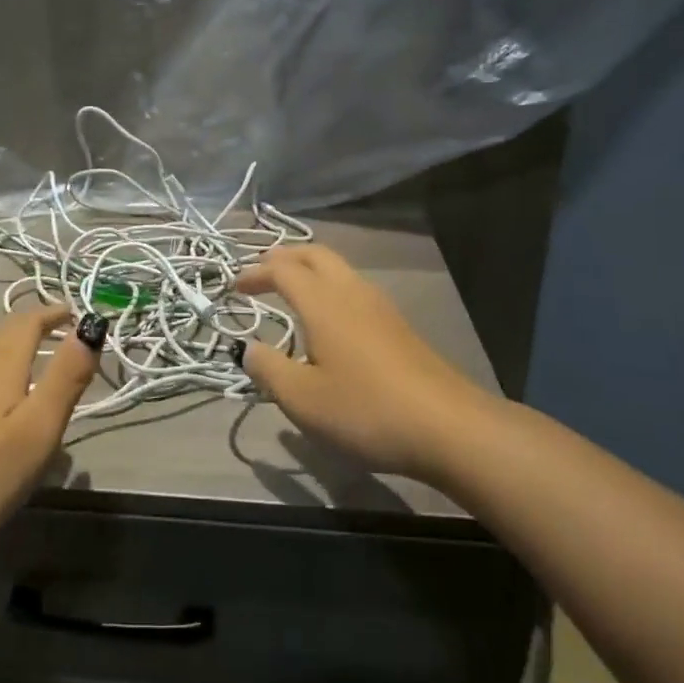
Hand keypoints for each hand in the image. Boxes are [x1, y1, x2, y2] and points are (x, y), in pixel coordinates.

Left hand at [0, 305, 100, 544]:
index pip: (30, 321)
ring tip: (27, 361)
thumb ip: (67, 377)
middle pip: (4, 332)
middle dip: (32, 327)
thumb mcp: (38, 428)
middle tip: (56, 333)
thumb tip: (91, 326)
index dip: (53, 313)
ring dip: (9, 347)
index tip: (73, 312)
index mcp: (2, 360)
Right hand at [235, 245, 492, 480]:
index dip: (255, 273)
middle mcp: (352, 292)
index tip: (234, 287)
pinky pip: (355, 289)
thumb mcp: (302, 399)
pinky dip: (330, 288)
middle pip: (315, 255)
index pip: (282, 270)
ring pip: (339, 269)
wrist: (449, 427)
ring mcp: (380, 307)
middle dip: (285, 257)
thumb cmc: (366, 410)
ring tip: (291, 290)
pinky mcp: (398, 326)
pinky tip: (329, 319)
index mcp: (323, 303)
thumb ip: (268, 369)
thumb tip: (248, 349)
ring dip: (310, 270)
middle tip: (262, 271)